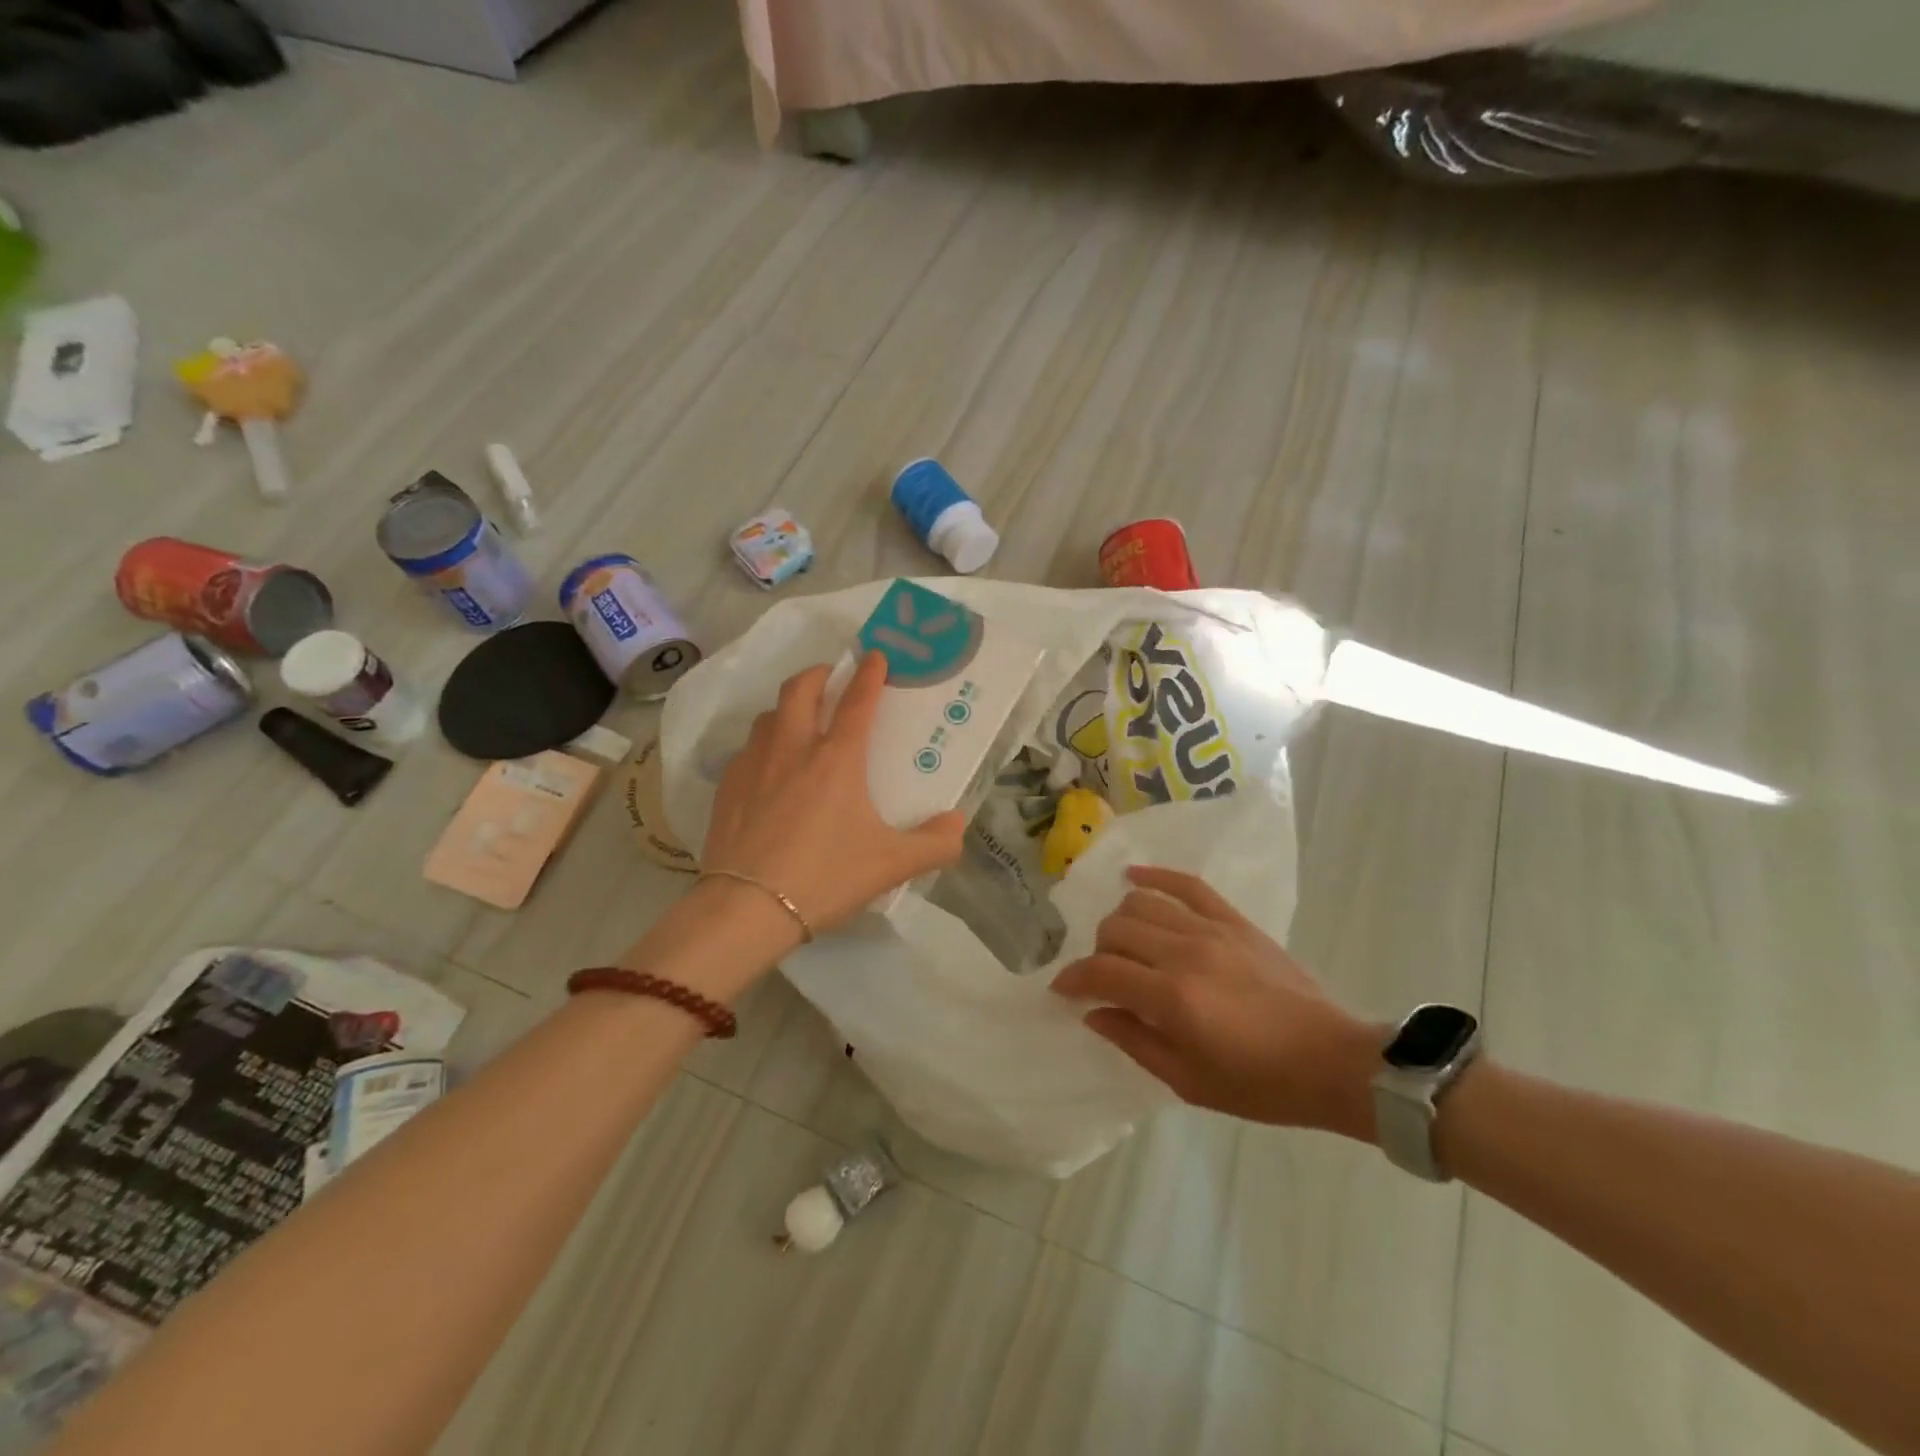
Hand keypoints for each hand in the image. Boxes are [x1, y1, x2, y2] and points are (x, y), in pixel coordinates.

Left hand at [701, 651, 966, 933]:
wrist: (747, 909)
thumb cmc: (825, 877)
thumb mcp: (891, 865)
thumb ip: (933, 844)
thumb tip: (957, 825)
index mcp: (836, 760)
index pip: (858, 702)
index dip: (870, 674)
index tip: (876, 655)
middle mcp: (793, 749)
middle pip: (800, 690)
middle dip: (818, 673)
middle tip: (831, 675)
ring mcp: (753, 765)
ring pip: (768, 716)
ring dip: (786, 708)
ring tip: (799, 721)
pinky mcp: (726, 788)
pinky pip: (746, 750)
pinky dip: (762, 744)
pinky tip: (767, 769)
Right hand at [1050, 866, 1381, 1141]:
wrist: (1332, 1062)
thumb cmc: (1261, 1084)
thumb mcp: (1189, 1081)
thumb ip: (1134, 1041)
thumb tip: (1094, 1012)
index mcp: (1173, 998)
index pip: (1102, 972)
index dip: (1074, 980)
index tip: (1063, 991)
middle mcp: (1185, 953)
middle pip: (1116, 930)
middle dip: (1097, 953)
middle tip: (1105, 979)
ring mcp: (1211, 930)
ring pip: (1141, 903)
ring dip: (1121, 921)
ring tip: (1126, 945)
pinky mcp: (1234, 921)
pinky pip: (1187, 884)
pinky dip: (1156, 876)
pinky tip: (1133, 877)